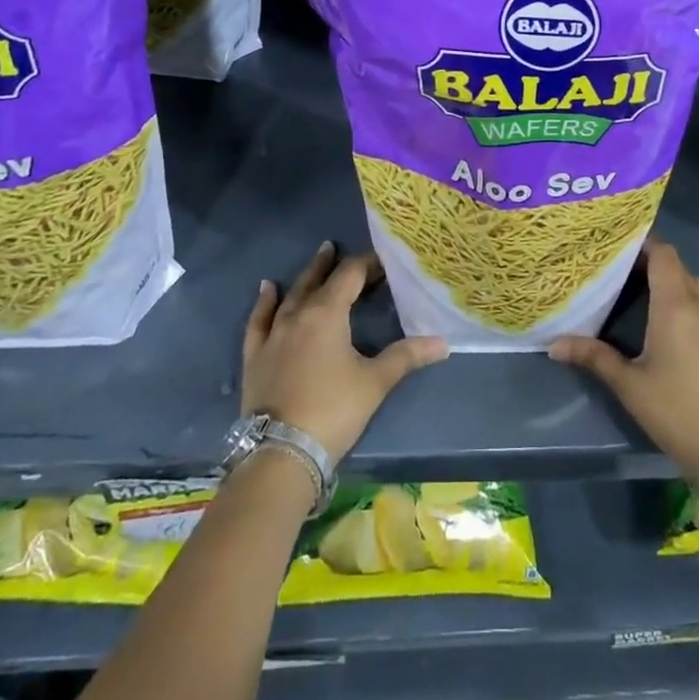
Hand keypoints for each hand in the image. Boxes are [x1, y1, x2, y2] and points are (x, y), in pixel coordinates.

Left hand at [242, 242, 448, 462]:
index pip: (350, 275)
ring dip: (305, 277)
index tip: (383, 262)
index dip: (367, 264)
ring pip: (290, 296)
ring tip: (316, 259)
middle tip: (338, 248)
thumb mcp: (375, 382)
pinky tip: (266, 289)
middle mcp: (298, 315)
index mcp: (328, 313)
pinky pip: (259, 320)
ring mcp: (273, 334)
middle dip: (332, 264)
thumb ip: (407, 356)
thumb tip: (443, 342)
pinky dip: (264, 302)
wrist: (281, 451)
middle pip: (317, 280)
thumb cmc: (333, 409)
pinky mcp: (255, 356)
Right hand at [549, 240, 698, 507]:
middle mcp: (698, 306)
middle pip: (676, 265)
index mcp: (675, 306)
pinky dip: (678, 297)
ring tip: (631, 287)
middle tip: (614, 266)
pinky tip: (656, 317)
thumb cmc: (675, 410)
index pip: (664, 254)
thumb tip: (553, 345)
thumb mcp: (628, 384)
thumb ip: (593, 357)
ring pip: (689, 284)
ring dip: (665, 279)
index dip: (642, 243)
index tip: (614, 245)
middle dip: (648, 260)